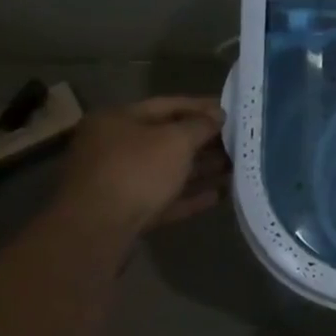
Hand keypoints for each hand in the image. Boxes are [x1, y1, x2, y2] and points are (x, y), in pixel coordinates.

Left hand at [52, 96, 227, 235]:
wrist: (97, 231)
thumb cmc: (136, 171)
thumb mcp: (175, 140)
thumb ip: (201, 125)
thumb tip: (218, 116)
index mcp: (117, 120)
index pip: (167, 104)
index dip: (202, 106)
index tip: (232, 111)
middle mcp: (114, 147)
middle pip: (167, 139)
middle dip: (204, 141)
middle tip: (239, 141)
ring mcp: (118, 181)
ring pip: (168, 170)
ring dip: (201, 169)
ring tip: (236, 168)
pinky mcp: (127, 212)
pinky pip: (165, 198)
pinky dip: (190, 195)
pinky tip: (218, 195)